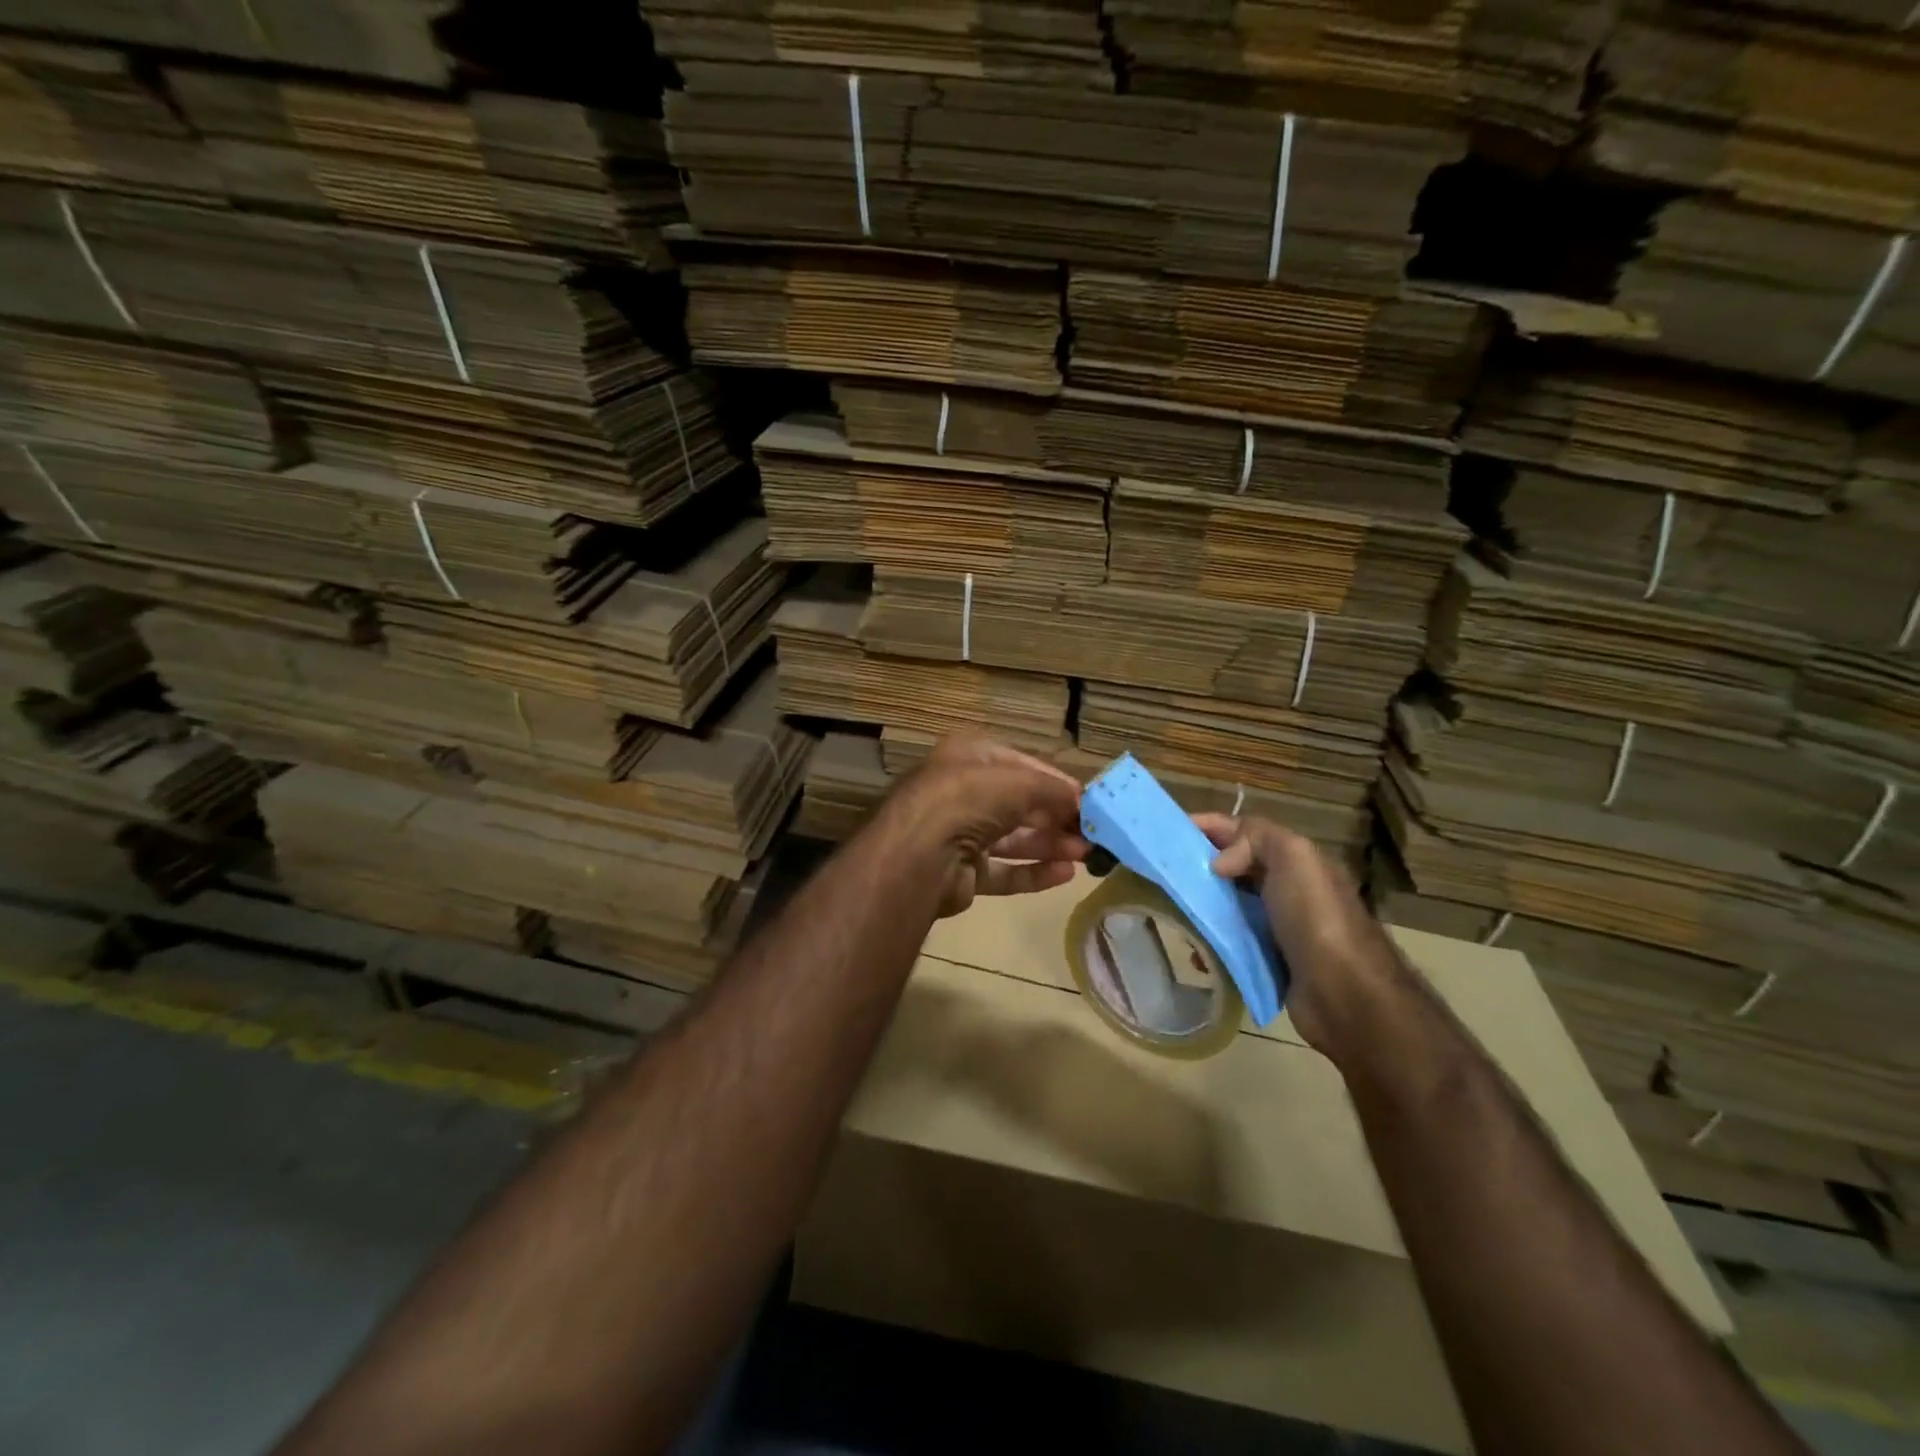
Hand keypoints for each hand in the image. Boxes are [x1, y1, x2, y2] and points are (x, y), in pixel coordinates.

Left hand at [882, 733, 1088, 916]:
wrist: (919, 855)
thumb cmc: (968, 800)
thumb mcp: (1019, 782)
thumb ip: (1053, 790)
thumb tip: (1081, 800)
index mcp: (968, 757)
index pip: (1021, 765)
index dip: (1055, 782)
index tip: (1088, 800)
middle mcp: (961, 792)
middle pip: (1018, 804)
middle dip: (1056, 817)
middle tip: (1092, 832)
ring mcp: (958, 834)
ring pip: (1013, 839)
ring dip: (1050, 845)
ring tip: (1087, 854)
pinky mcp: (961, 872)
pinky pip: (1003, 870)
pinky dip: (1032, 873)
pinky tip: (1065, 875)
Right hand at [1193, 813, 1405, 1061]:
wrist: (1345, 994)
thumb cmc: (1316, 918)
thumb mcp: (1294, 858)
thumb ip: (1256, 839)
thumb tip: (1220, 863)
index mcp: (1296, 861)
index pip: (1246, 831)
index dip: (1211, 826)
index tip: (1171, 830)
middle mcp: (1289, 890)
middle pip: (1235, 868)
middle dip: (1201, 865)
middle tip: (1164, 871)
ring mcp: (1279, 928)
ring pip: (1230, 906)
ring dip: (1202, 906)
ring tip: (1171, 910)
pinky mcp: (1269, 962)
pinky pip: (1232, 944)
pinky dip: (1212, 944)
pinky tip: (1195, 952)